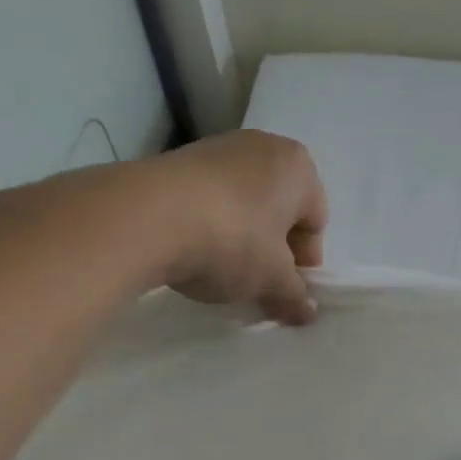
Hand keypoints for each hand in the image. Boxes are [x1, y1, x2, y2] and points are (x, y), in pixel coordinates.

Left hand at [147, 131, 328, 324]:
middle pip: (279, 209)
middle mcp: (262, 147)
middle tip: (257, 282)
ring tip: (221, 269)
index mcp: (298, 166)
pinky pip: (209, 199)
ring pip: (244, 203)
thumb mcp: (271, 279)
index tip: (285, 290)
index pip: (316, 221)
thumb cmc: (232, 240)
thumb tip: (307, 312)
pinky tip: (193, 251)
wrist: (145, 216)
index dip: (304, 262)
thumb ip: (294, 295)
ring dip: (241, 237)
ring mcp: (217, 148)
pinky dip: (209, 224)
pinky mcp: (177, 159)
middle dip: (273, 248)